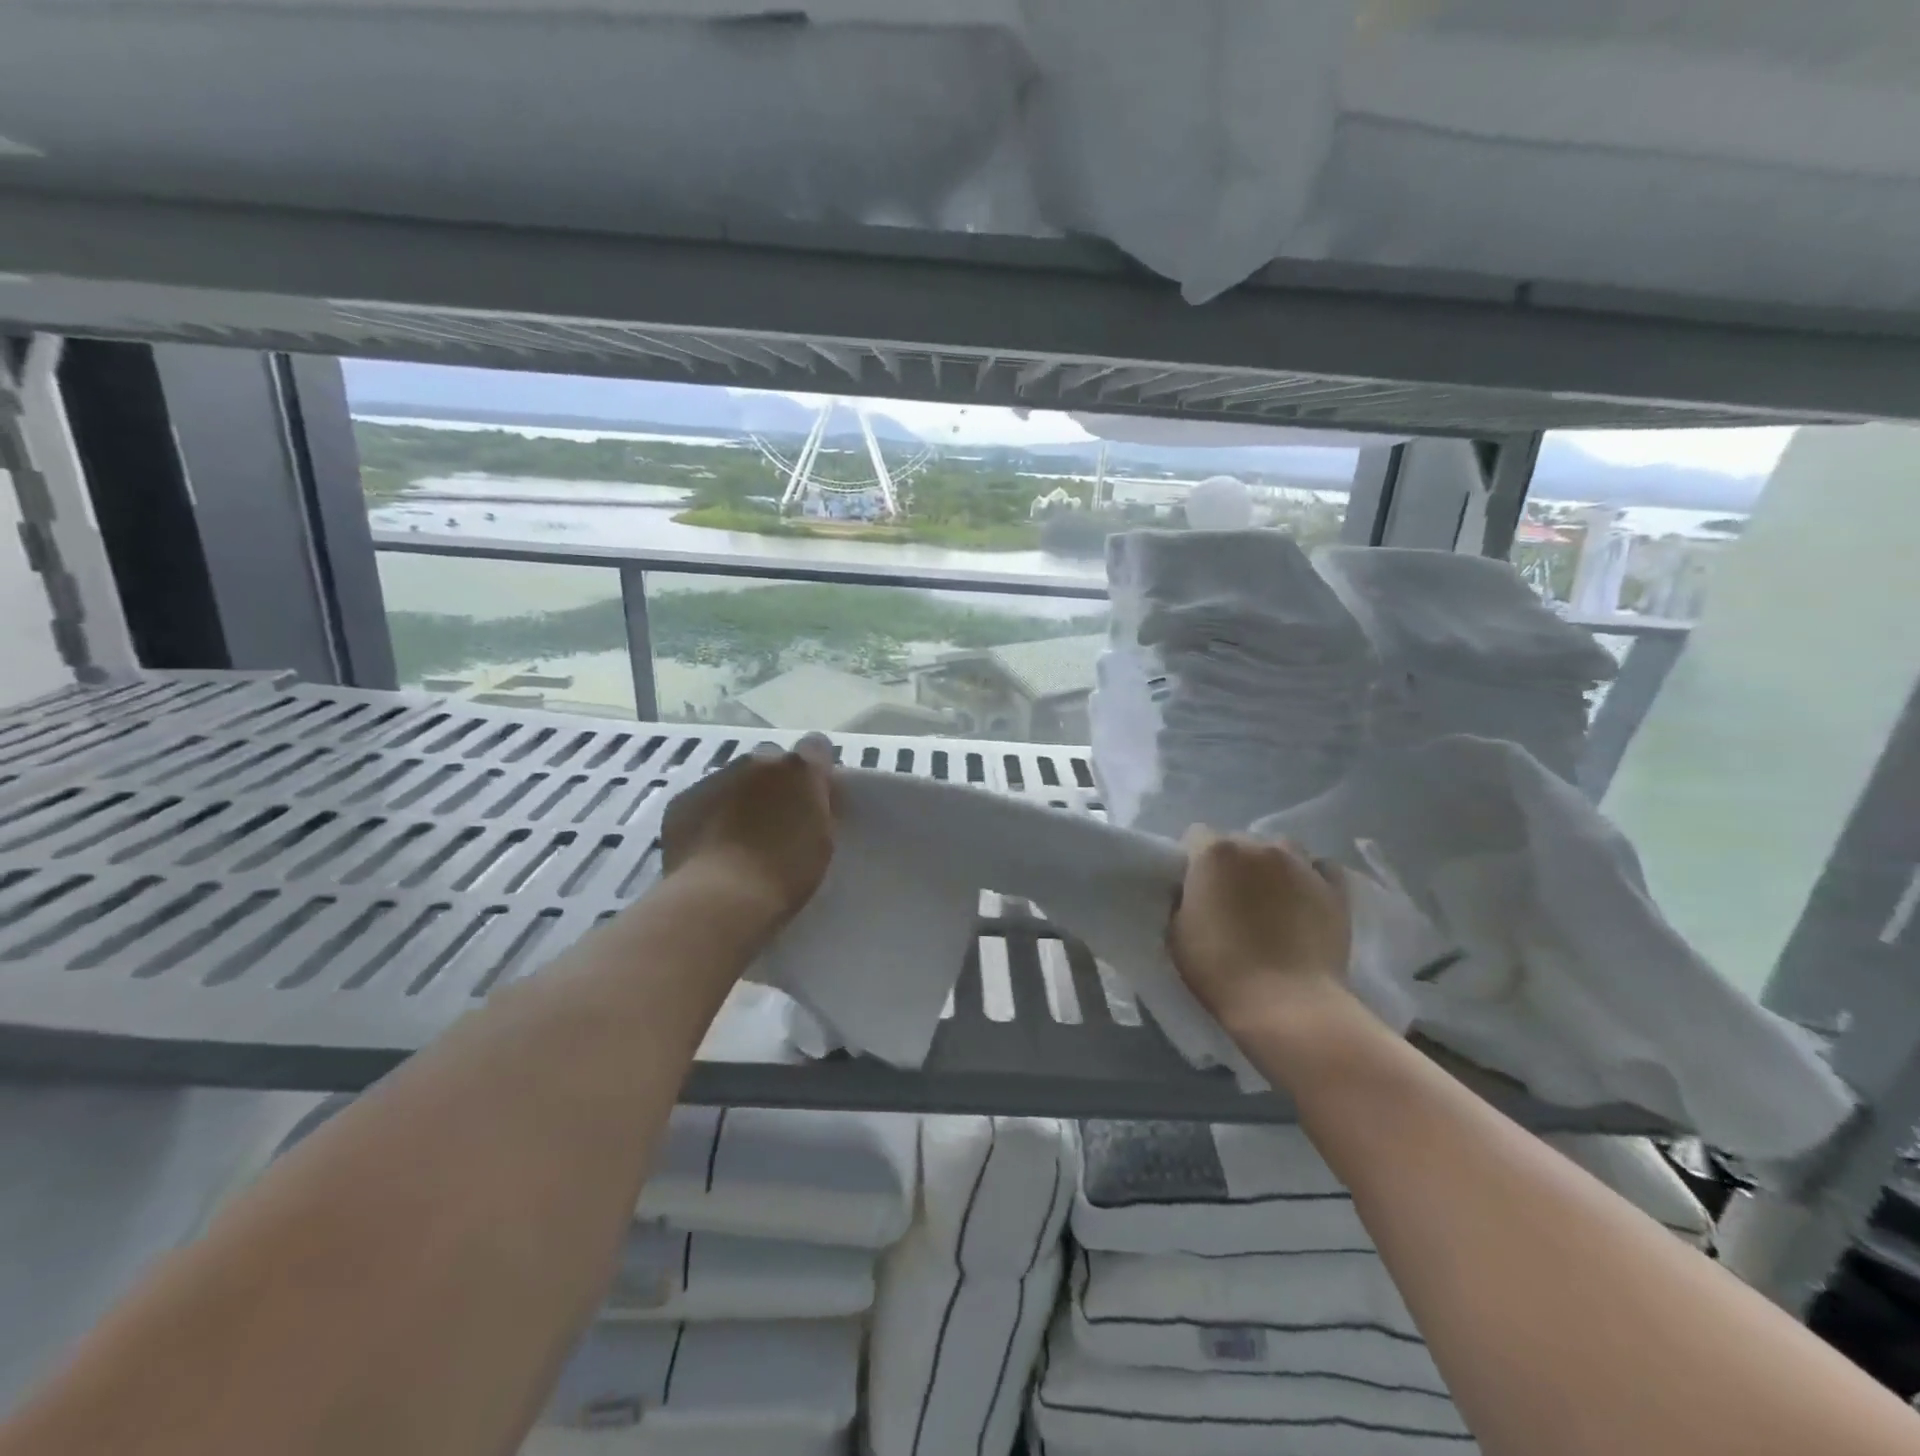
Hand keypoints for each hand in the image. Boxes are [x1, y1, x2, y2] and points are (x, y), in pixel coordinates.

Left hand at [660, 734, 835, 927]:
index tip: (815, 793)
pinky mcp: (682, 800)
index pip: (816, 746)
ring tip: (738, 838)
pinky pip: (702, 801)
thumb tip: (809, 803)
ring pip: (733, 779)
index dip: (815, 768)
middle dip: (775, 783)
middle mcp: (757, 762)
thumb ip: (817, 810)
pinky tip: (710, 848)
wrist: (721, 898)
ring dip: (740, 798)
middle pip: (771, 761)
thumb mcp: (822, 841)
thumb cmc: (785, 874)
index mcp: (799, 770)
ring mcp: (716, 777)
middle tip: (776, 820)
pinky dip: (709, 816)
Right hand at [1169, 829, 1351, 1029]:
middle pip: (1240, 841)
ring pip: (1282, 848)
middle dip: (1233, 863)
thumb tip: (1195, 891)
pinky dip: (1311, 876)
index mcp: (1215, 852)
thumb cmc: (1220, 969)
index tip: (1194, 886)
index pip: (1196, 835)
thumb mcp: (1176, 931)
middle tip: (1231, 898)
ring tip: (1271, 896)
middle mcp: (1258, 846)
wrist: (1286, 1004)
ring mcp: (1301, 864)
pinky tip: (1305, 898)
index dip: (1194, 860)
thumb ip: (1184, 898)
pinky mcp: (1335, 889)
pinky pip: (1321, 868)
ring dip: (1272, 865)